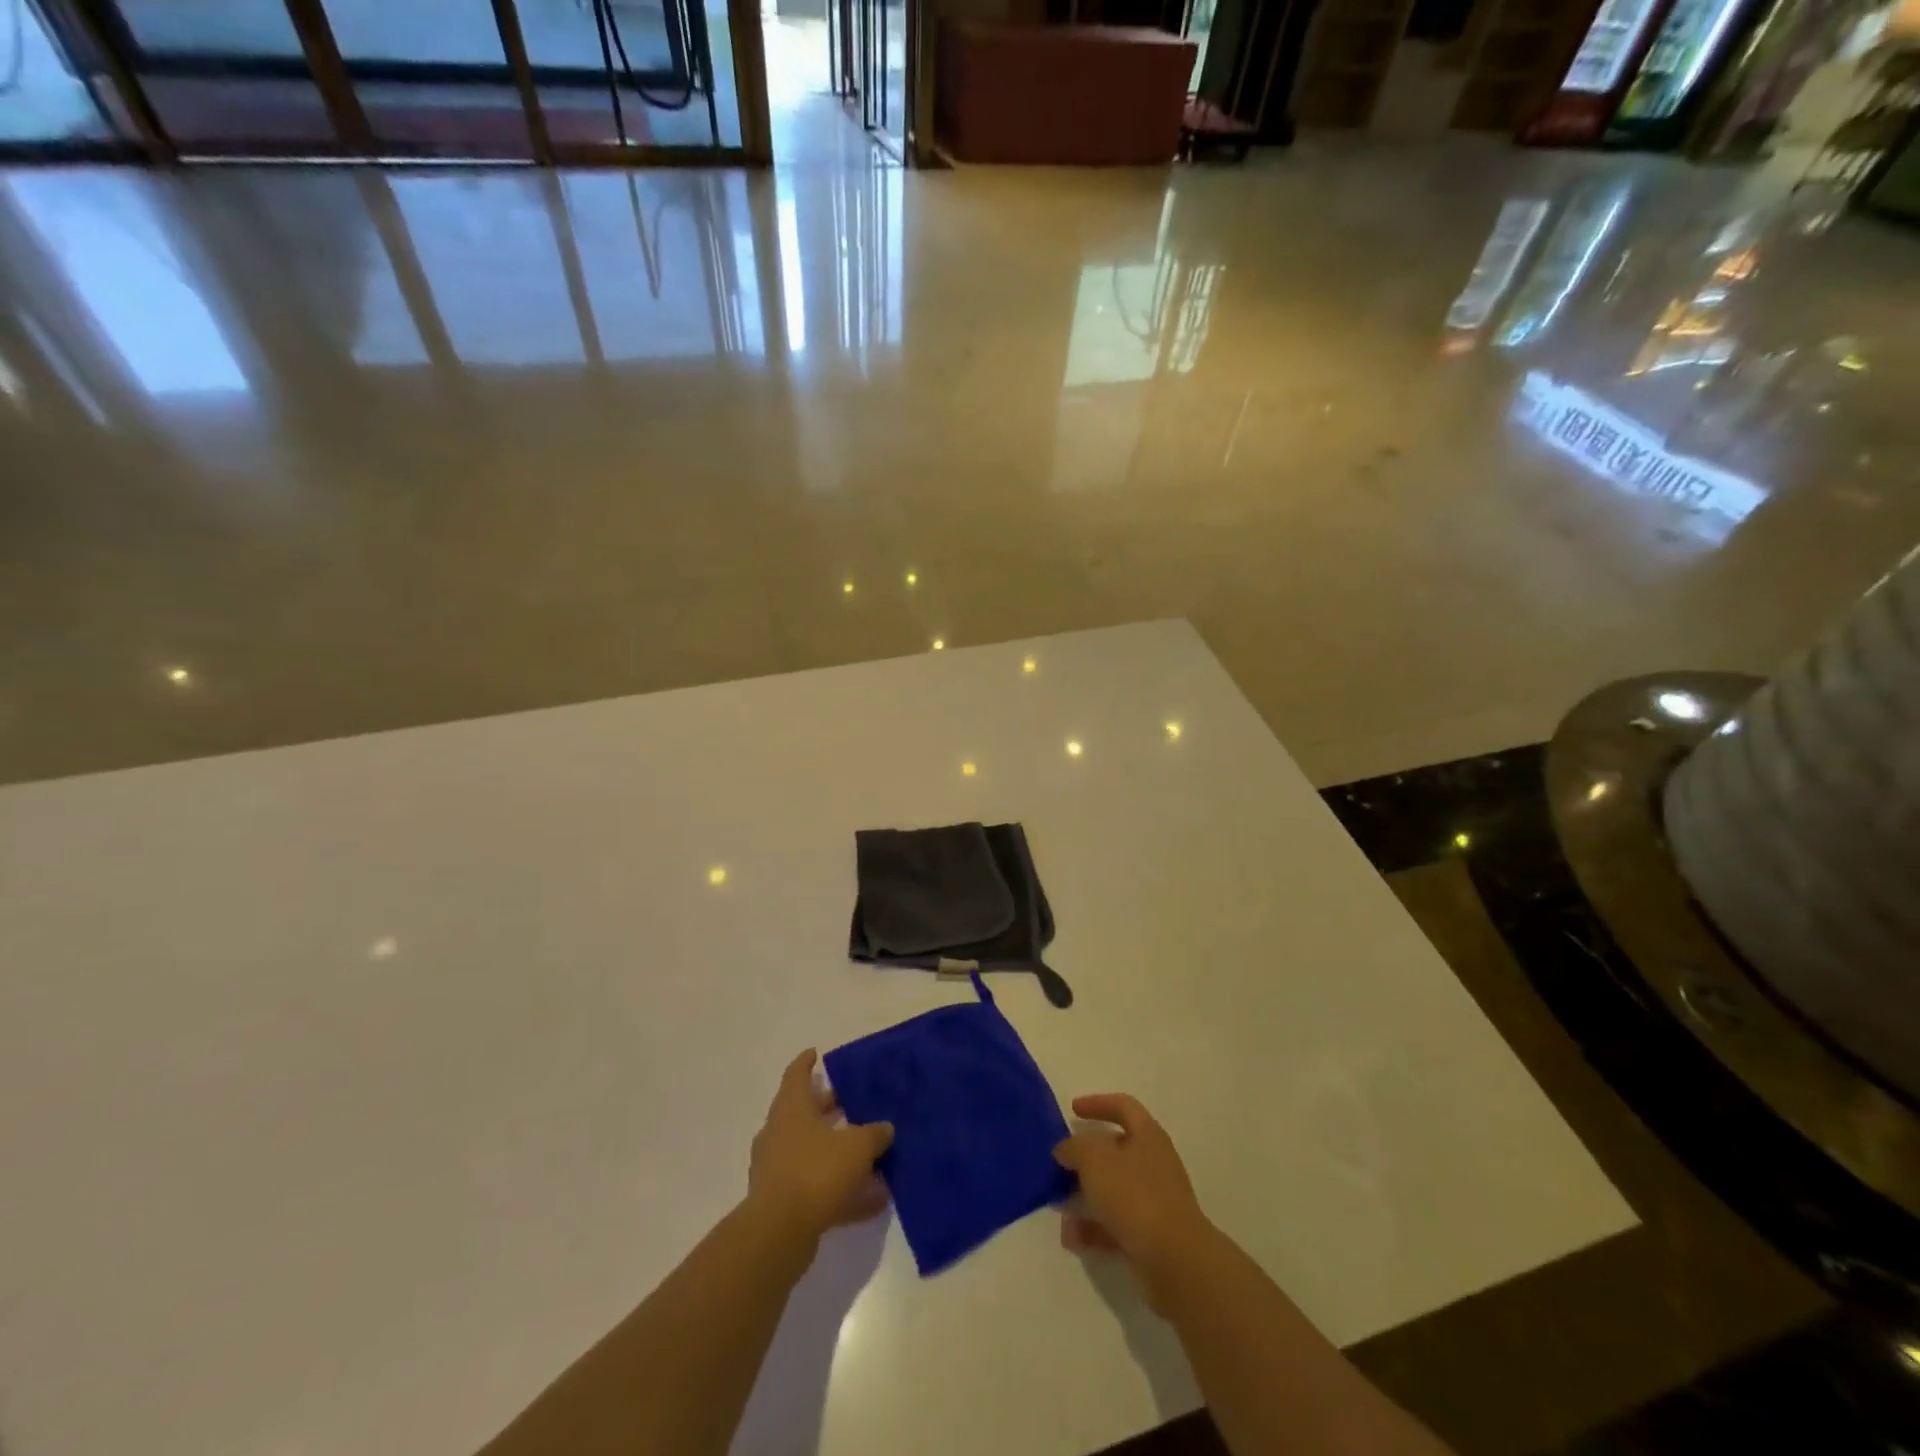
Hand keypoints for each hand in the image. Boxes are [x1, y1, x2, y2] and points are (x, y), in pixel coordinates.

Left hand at [747, 1050, 894, 1244]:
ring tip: (870, 1156)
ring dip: (837, 1152)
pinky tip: (872, 1201)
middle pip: (805, 1113)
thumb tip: (885, 1128)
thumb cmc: (816, 1171)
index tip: (816, 1054)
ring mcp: (777, 1168)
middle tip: (851, 1102)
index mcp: (792, 1108)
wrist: (778, 1233)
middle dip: (828, 1108)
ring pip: (812, 1152)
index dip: (806, 1063)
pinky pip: (816, 1187)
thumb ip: (874, 1134)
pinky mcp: (782, 1202)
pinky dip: (841, 1189)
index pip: (797, 1075)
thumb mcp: (856, 1147)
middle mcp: (779, 1133)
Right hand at [1053, 1093, 1211, 1311]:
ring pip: (1112, 1190)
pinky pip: (1114, 1225)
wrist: (1175, 1261)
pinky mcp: (1148, 1236)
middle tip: (1060, 1163)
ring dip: (1084, 1196)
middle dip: (1085, 1158)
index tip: (1072, 1110)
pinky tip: (1071, 1237)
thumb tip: (1065, 1149)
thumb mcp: (1095, 1159)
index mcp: (1148, 1136)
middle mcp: (1153, 1164)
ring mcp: (1152, 1202)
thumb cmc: (1134, 1195)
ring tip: (1058, 1203)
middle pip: (1115, 1151)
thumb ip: (1075, 1147)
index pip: (1124, 1106)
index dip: (1098, 1103)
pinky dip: (1092, 1228)